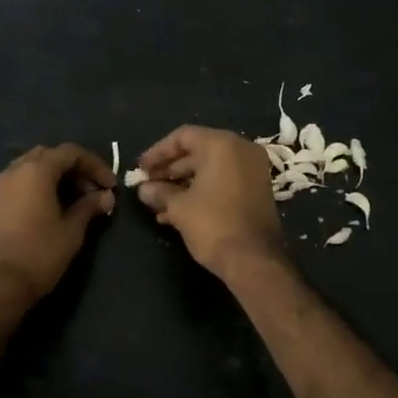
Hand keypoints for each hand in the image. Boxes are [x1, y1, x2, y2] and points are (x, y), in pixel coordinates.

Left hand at [0, 143, 115, 312]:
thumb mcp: (71, 232)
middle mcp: (11, 173)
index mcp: (35, 172)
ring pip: (24, 173)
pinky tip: (37, 219)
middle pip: (45, 156)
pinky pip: (10, 193)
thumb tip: (105, 196)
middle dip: (70, 169)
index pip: (70, 152)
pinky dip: (28, 196)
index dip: (94, 165)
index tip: (109, 185)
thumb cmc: (38, 256)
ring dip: (48, 181)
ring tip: (65, 204)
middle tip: (88, 192)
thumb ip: (88, 208)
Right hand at [135, 126, 285, 278]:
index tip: (140, 168)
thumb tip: (144, 189)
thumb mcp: (179, 207)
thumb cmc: (213, 224)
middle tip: (147, 185)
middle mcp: (241, 151)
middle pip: (197, 151)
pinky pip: (223, 182)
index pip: (183, 136)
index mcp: (222, 145)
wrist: (254, 260)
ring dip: (182, 184)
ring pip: (209, 169)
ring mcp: (252, 171)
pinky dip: (201, 191)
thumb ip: (159, 192)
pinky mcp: (256, 190)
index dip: (158, 152)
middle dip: (169, 170)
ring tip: (157, 202)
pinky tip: (176, 212)